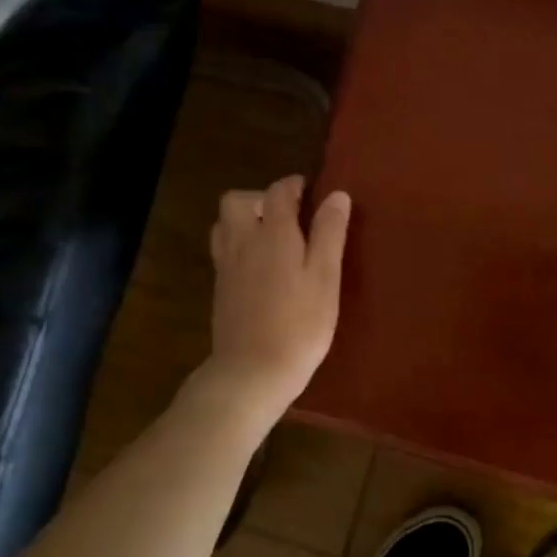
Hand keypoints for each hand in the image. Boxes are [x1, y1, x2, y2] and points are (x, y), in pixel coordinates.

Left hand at [205, 176, 350, 412]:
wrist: (252, 371)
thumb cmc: (299, 324)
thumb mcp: (326, 277)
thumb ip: (330, 233)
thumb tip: (336, 195)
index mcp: (272, 233)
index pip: (278, 191)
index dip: (294, 185)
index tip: (311, 190)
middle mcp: (242, 241)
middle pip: (236, 200)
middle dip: (260, 198)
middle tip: (287, 216)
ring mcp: (226, 266)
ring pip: (224, 224)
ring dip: (245, 220)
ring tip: (271, 238)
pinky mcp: (220, 289)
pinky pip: (223, 250)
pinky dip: (239, 245)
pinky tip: (260, 268)